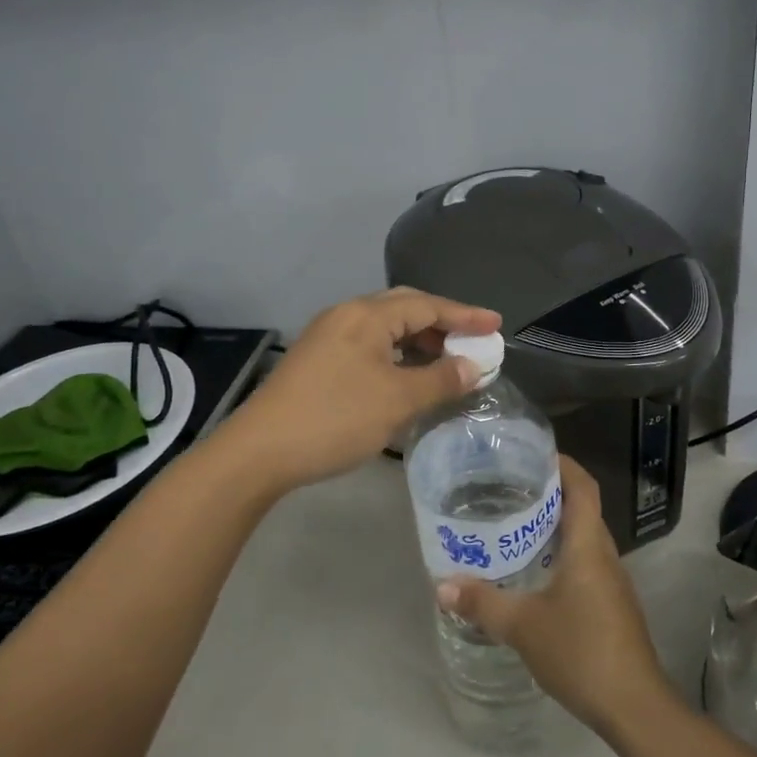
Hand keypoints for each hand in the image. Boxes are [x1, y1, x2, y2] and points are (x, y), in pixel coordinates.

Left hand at [223, 287, 500, 491]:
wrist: (260, 452)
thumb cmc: (335, 419)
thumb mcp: (397, 401)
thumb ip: (440, 380)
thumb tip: (473, 366)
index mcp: (367, 316)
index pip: (427, 305)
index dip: (465, 315)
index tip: (496, 325)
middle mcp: (346, 316)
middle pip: (404, 308)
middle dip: (442, 323)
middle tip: (473, 341)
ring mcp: (328, 337)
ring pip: (385, 328)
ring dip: (418, 340)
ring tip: (446, 362)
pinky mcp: (317, 360)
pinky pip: (369, 345)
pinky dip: (396, 355)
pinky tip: (407, 376)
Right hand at [435, 456, 672, 736]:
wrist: (634, 707)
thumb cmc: (581, 652)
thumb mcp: (523, 626)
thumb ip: (482, 603)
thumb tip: (442, 585)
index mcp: (588, 545)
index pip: (583, 486)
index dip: (563, 464)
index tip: (532, 453)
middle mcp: (604, 555)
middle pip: (582, 508)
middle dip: (550, 493)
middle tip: (508, 488)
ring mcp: (612, 581)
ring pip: (584, 537)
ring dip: (555, 526)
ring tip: (514, 525)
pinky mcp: (612, 605)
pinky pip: (586, 563)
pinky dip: (562, 554)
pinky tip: (534, 572)